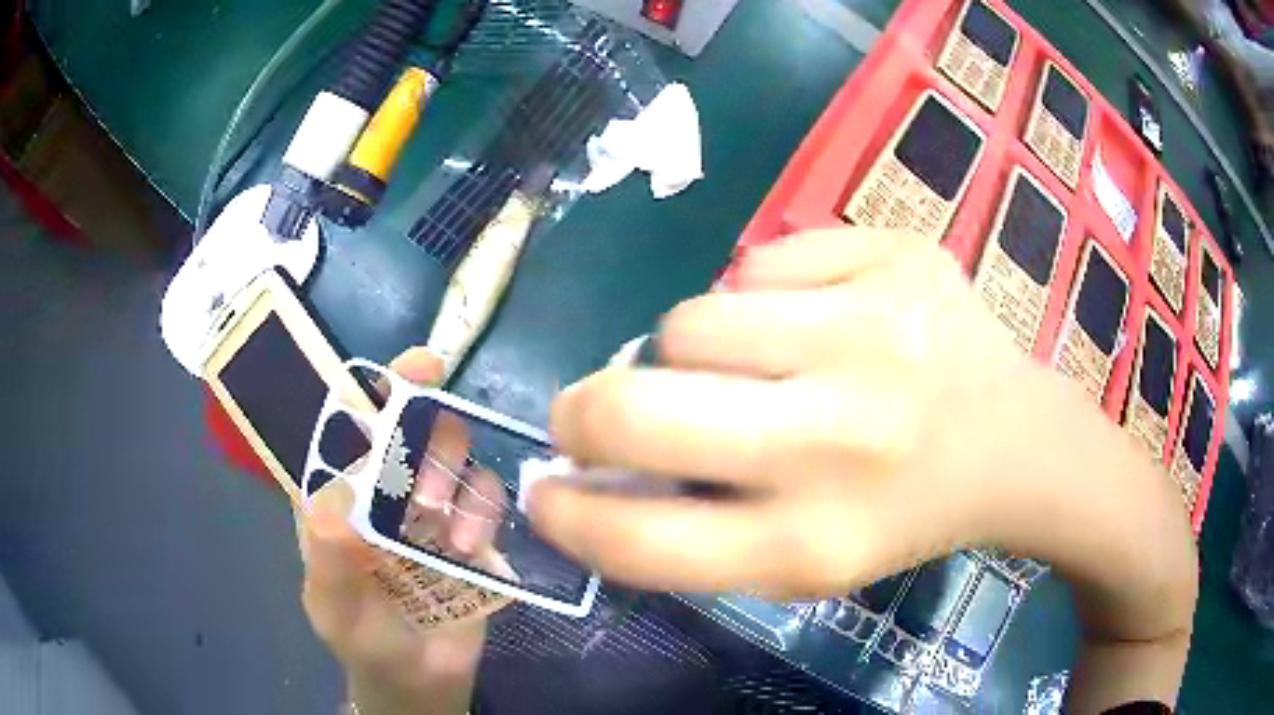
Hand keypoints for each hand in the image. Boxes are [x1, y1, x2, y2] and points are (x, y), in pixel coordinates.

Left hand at [297, 348, 494, 714]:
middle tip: (427, 490)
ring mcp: (430, 505)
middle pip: (411, 423)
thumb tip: (337, 499)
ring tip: (448, 528)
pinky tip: (470, 546)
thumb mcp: (333, 604)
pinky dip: (484, 509)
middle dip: (426, 437)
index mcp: (338, 490)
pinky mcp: (471, 529)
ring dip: (454, 475)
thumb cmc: (362, 638)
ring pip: (453, 452)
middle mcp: (384, 485)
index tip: (414, 369)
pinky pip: (486, 495)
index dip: (375, 387)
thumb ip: (329, 556)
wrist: (420, 679)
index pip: (348, 421)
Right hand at [530, 228, 1037, 598]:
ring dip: (694, 352)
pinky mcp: (896, 255)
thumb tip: (588, 469)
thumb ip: (693, 529)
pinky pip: (759, 264)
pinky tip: (821, 321)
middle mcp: (840, 438)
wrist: (1012, 438)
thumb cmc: (898, 511)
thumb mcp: (801, 561)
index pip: (639, 540)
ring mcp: (875, 328)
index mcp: (814, 542)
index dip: (567, 515)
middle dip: (587, 407)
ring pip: (690, 319)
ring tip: (754, 365)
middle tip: (595, 404)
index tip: (544, 489)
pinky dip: (763, 298)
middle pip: (637, 405)